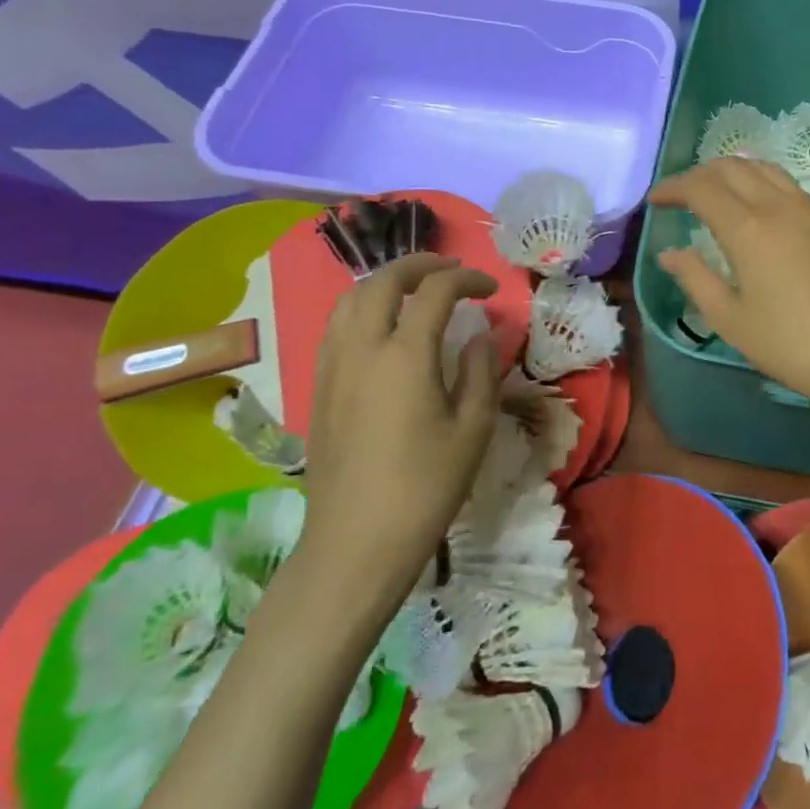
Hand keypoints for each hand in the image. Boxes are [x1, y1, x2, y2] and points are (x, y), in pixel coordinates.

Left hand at [298, 254, 500, 590]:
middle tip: (450, 270)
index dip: (467, 278)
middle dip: (419, 264)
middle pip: (383, 281)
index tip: (490, 290)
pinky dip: (362, 307)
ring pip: (350, 298)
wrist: (355, 544)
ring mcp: (333, 367)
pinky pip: (336, 326)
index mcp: (404, 355)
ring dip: (385, 281)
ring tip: (414, 289)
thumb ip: (481, 371)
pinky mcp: (319, 388)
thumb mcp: (472, 429)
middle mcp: (362, 348)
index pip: (435, 290)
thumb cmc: (425, 487)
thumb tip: (482, 334)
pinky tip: (382, 327)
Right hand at [650, 158, 809, 427]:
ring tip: (716, 191)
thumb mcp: (732, 321)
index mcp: (748, 228)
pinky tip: (759, 206)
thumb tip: (670, 253)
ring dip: (733, 171)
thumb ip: (696, 279)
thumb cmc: (795, 346)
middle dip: (699, 174)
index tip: (654, 200)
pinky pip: (787, 184)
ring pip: (764, 169)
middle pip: (733, 168)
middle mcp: (778, 206)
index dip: (673, 188)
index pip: (701, 188)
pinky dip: (761, 181)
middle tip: (680, 195)